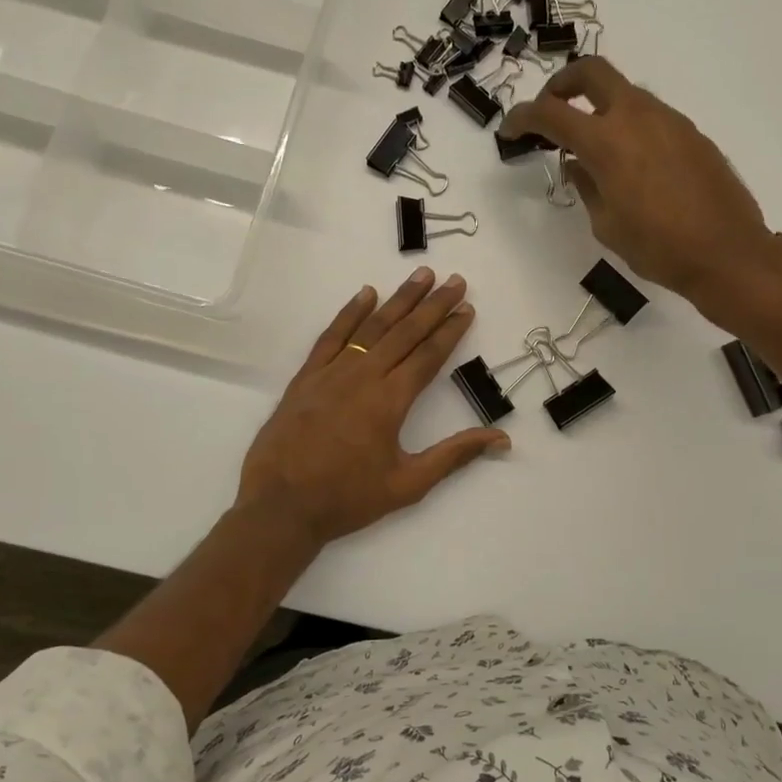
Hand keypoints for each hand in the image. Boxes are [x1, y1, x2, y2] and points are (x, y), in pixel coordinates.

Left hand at [236, 269, 508, 546]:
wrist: (281, 505)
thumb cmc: (347, 498)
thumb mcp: (409, 484)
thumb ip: (454, 456)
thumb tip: (501, 439)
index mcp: (390, 401)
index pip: (428, 356)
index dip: (450, 331)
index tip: (467, 308)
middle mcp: (363, 377)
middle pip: (404, 332)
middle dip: (432, 305)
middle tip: (455, 280)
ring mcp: (331, 373)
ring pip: (371, 327)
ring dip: (398, 300)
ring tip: (420, 275)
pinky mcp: (306, 377)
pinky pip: (332, 336)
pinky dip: (349, 313)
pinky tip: (365, 294)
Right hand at [502, 58, 775, 313]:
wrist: (726, 253)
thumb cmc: (657, 247)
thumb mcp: (607, 224)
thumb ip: (587, 187)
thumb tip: (577, 165)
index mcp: (607, 141)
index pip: (551, 113)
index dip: (523, 117)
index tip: (511, 130)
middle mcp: (637, 117)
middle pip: (592, 72)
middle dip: (563, 84)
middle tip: (551, 111)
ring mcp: (669, 120)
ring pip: (625, 93)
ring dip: (599, 107)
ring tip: (592, 146)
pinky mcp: (691, 133)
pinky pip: (650, 116)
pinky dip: (628, 125)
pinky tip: (630, 163)